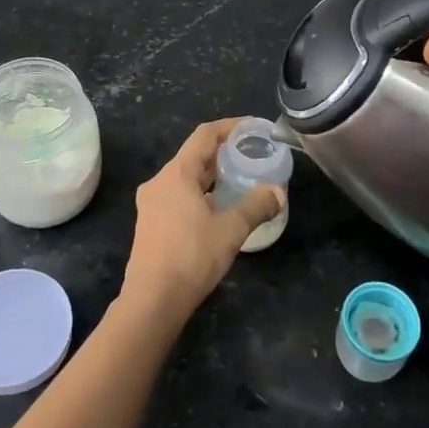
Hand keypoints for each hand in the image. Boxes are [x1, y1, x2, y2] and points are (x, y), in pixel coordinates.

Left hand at [120, 119, 282, 324]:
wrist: (152, 300)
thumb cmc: (191, 257)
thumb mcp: (231, 230)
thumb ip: (256, 206)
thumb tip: (277, 193)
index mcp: (176, 174)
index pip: (204, 135)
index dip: (230, 127)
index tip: (253, 127)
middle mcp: (159, 182)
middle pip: (194, 156)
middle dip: (223, 153)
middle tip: (251, 155)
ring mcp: (151, 204)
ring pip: (186, 179)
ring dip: (211, 177)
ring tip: (240, 181)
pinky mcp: (150, 224)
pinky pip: (178, 197)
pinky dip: (200, 195)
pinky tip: (219, 210)